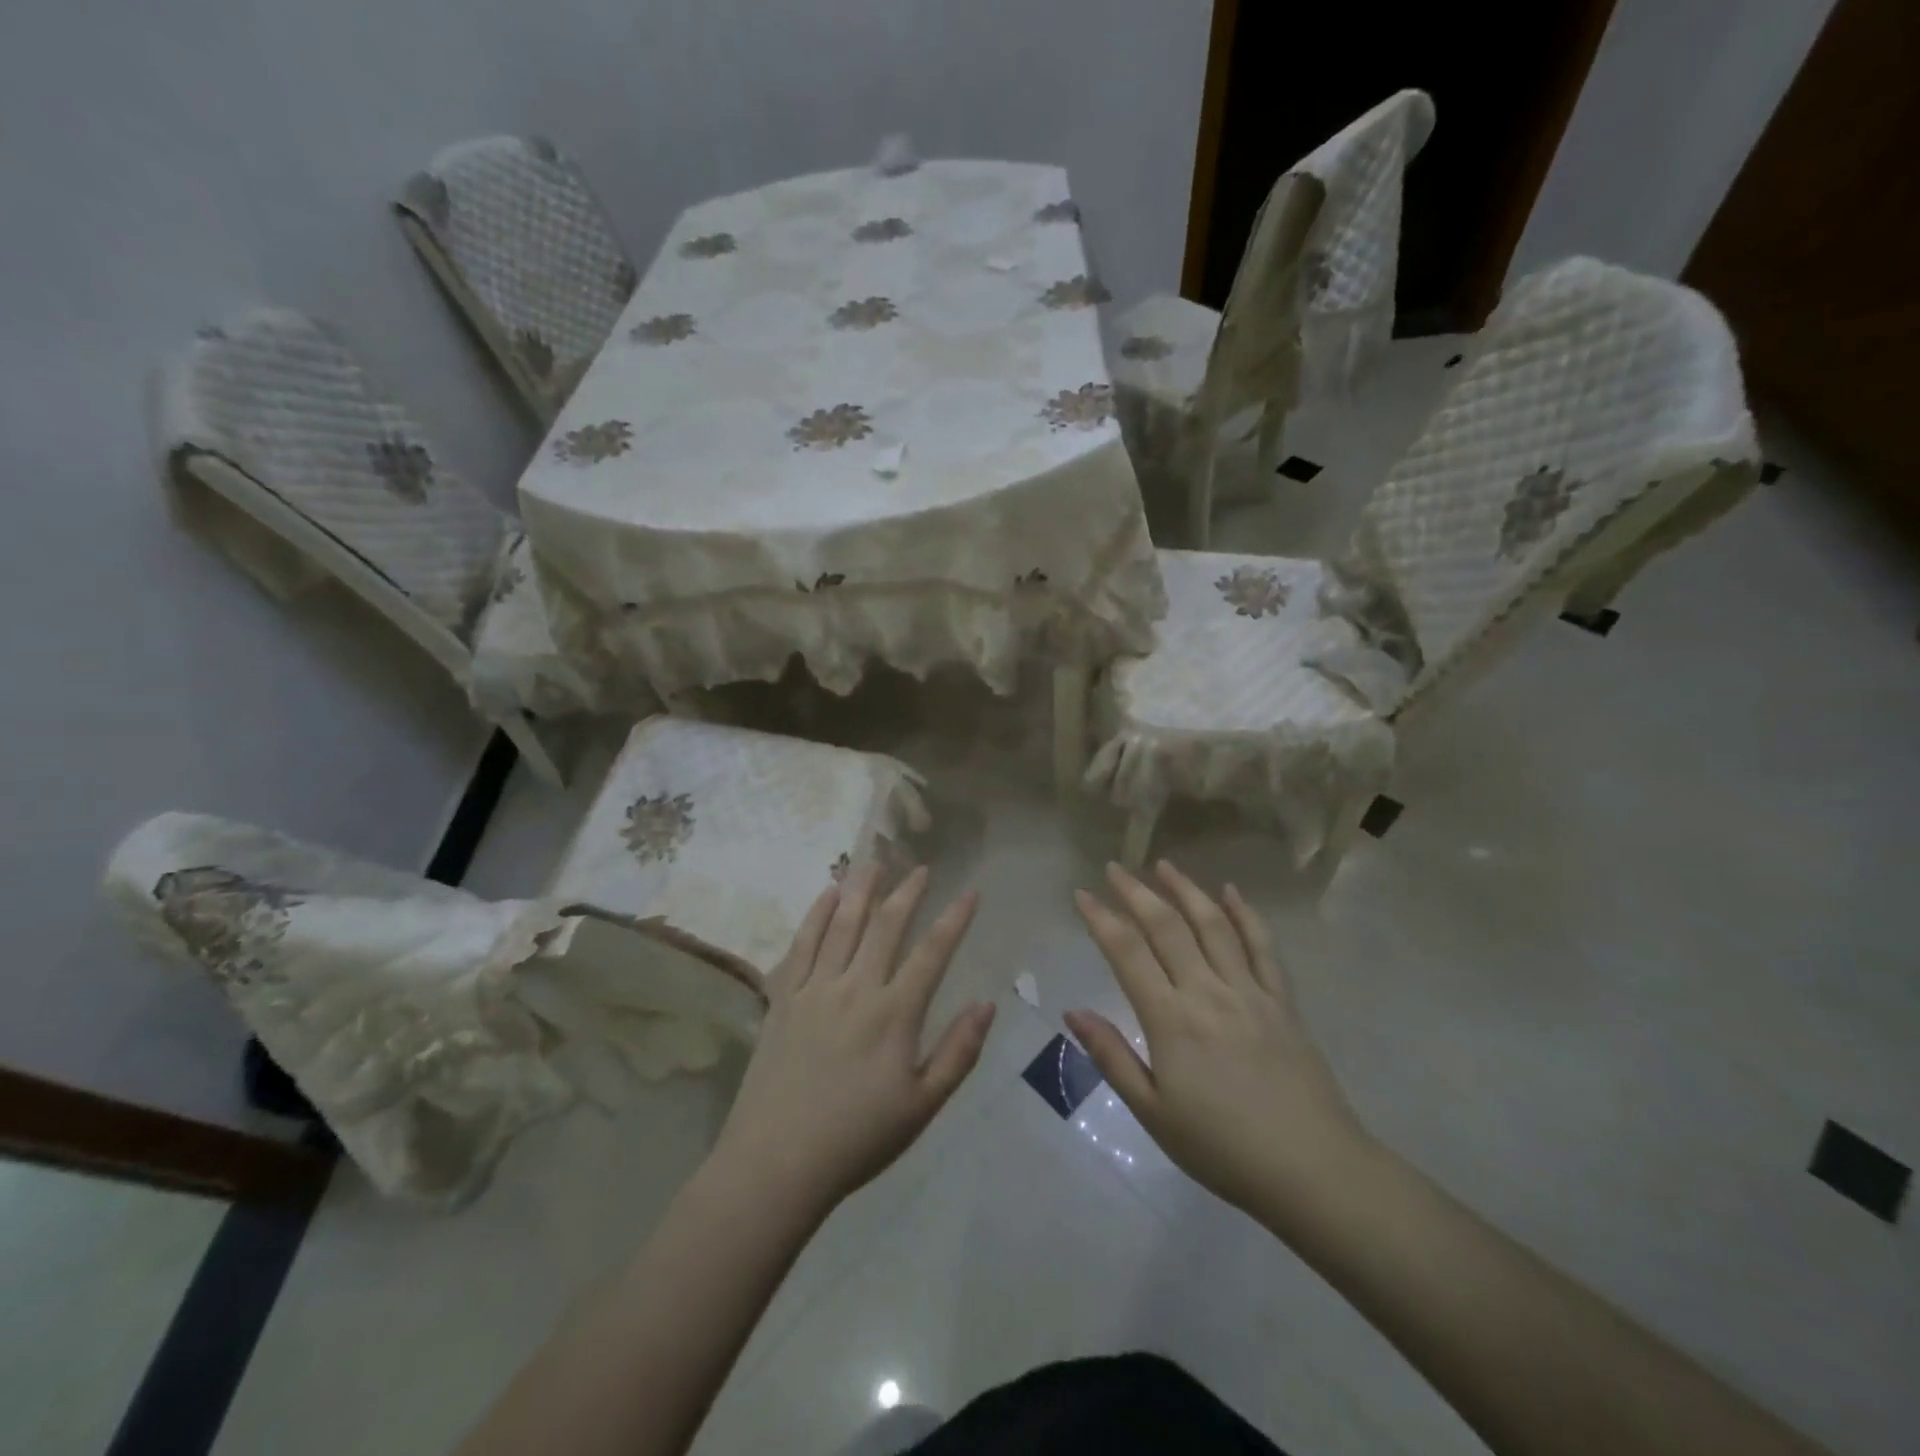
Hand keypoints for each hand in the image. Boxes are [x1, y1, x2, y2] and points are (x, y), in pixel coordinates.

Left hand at [712, 864, 995, 1216]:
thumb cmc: (857, 1138)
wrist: (777, 1163)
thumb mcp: (922, 1106)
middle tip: (920, 867)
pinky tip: (826, 895)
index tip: (970, 892)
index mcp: (894, 1014)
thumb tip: (987, 1005)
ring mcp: (815, 989)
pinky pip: (801, 945)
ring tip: (874, 862)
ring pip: (842, 925)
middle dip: (907, 892)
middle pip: (886, 927)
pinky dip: (815, 915)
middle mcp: (856, 989)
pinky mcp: (782, 999)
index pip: (932, 953)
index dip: (954, 920)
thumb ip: (958, 1052)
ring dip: (861, 890)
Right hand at [1068, 862, 1366, 1217]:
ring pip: (1214, 926)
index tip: (1082, 894)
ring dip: (1187, 890)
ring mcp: (1249, 992)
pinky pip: (1263, 947)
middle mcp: (1207, 992)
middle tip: (1115, 867)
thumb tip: (1072, 1012)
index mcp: (1171, 1020)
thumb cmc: (1222, 1149)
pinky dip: (1246, 914)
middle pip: (1167, 927)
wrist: (1312, 1170)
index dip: (1101, 919)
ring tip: (1164, 865)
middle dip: (1137, 892)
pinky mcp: (1282, 1001)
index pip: (1127, 954)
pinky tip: (1231, 893)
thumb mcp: (1153, 1114)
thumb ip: (1112, 1058)